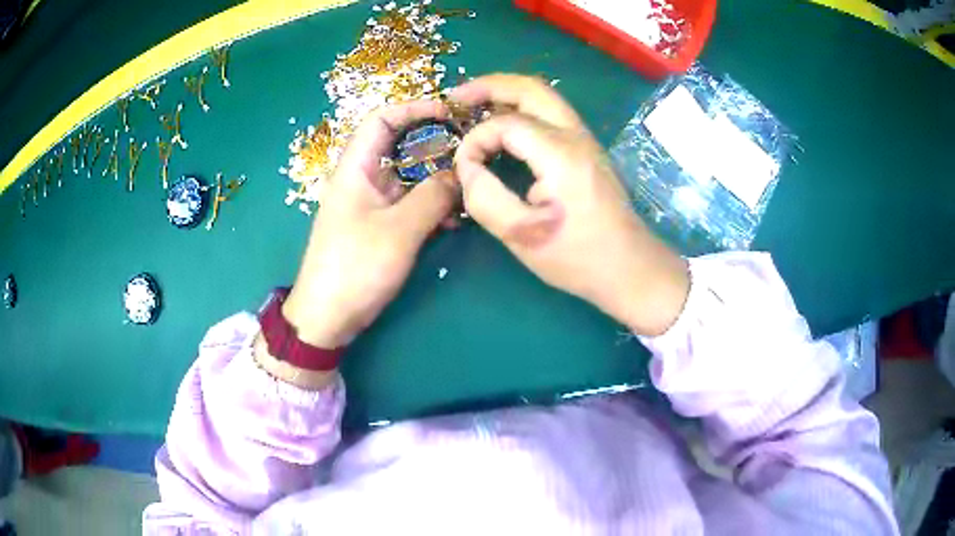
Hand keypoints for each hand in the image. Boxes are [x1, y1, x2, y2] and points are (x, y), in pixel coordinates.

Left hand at [279, 100, 457, 353]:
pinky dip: (432, 204)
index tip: (450, 112)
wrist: (328, 317)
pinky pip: (410, 203)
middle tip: (471, 148)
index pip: (382, 118)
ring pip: (409, 176)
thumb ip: (433, 197)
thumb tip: (461, 174)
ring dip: (438, 178)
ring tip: (469, 185)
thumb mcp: (399, 230)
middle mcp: (363, 178)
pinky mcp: (380, 225)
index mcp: (355, 168)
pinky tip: (455, 218)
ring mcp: (372, 203)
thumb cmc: (355, 268)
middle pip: (400, 145)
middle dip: (435, 143)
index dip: (414, 108)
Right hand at [451, 74, 688, 335]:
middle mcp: (576, 136)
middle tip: (456, 97)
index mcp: (560, 154)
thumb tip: (467, 168)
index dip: (476, 141)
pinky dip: (522, 109)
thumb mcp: (522, 236)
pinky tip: (504, 125)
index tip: (464, 170)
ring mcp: (585, 140)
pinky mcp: (587, 150)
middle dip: (489, 85)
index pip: (505, 124)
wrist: (629, 266)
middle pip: (530, 88)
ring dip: (507, 94)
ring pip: (544, 97)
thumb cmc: (578, 257)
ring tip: (474, 104)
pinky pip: (551, 114)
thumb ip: (485, 198)